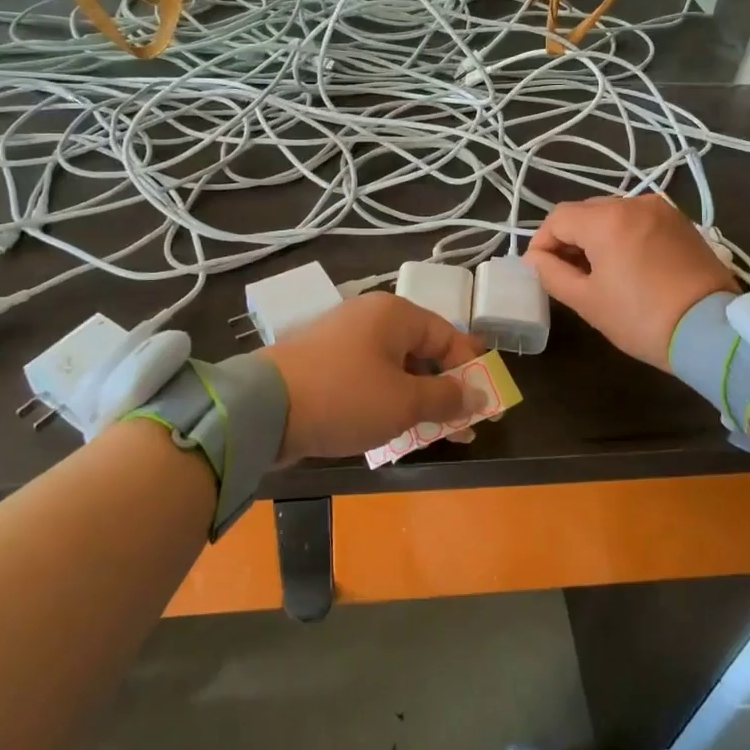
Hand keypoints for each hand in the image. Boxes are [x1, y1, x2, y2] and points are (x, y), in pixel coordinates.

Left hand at [263, 293, 488, 462]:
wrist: (263, 409)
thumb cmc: (345, 397)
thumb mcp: (404, 402)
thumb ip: (446, 397)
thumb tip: (477, 394)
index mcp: (394, 314)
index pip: (447, 335)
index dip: (470, 369)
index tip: (485, 404)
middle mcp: (370, 318)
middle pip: (421, 351)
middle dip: (444, 390)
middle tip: (462, 427)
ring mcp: (343, 339)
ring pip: (394, 368)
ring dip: (417, 400)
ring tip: (431, 435)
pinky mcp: (323, 363)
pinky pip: (368, 378)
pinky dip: (386, 400)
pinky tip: (392, 430)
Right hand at [524, 195, 736, 368]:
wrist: (712, 332)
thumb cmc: (642, 318)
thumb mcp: (588, 301)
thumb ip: (552, 274)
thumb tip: (534, 259)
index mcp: (607, 219)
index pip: (558, 219)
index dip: (542, 242)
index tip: (539, 270)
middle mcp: (634, 203)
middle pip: (585, 212)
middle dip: (569, 238)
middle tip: (565, 273)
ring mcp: (662, 210)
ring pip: (613, 215)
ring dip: (597, 236)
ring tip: (597, 271)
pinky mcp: (682, 223)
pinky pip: (639, 221)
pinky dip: (624, 236)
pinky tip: (626, 265)